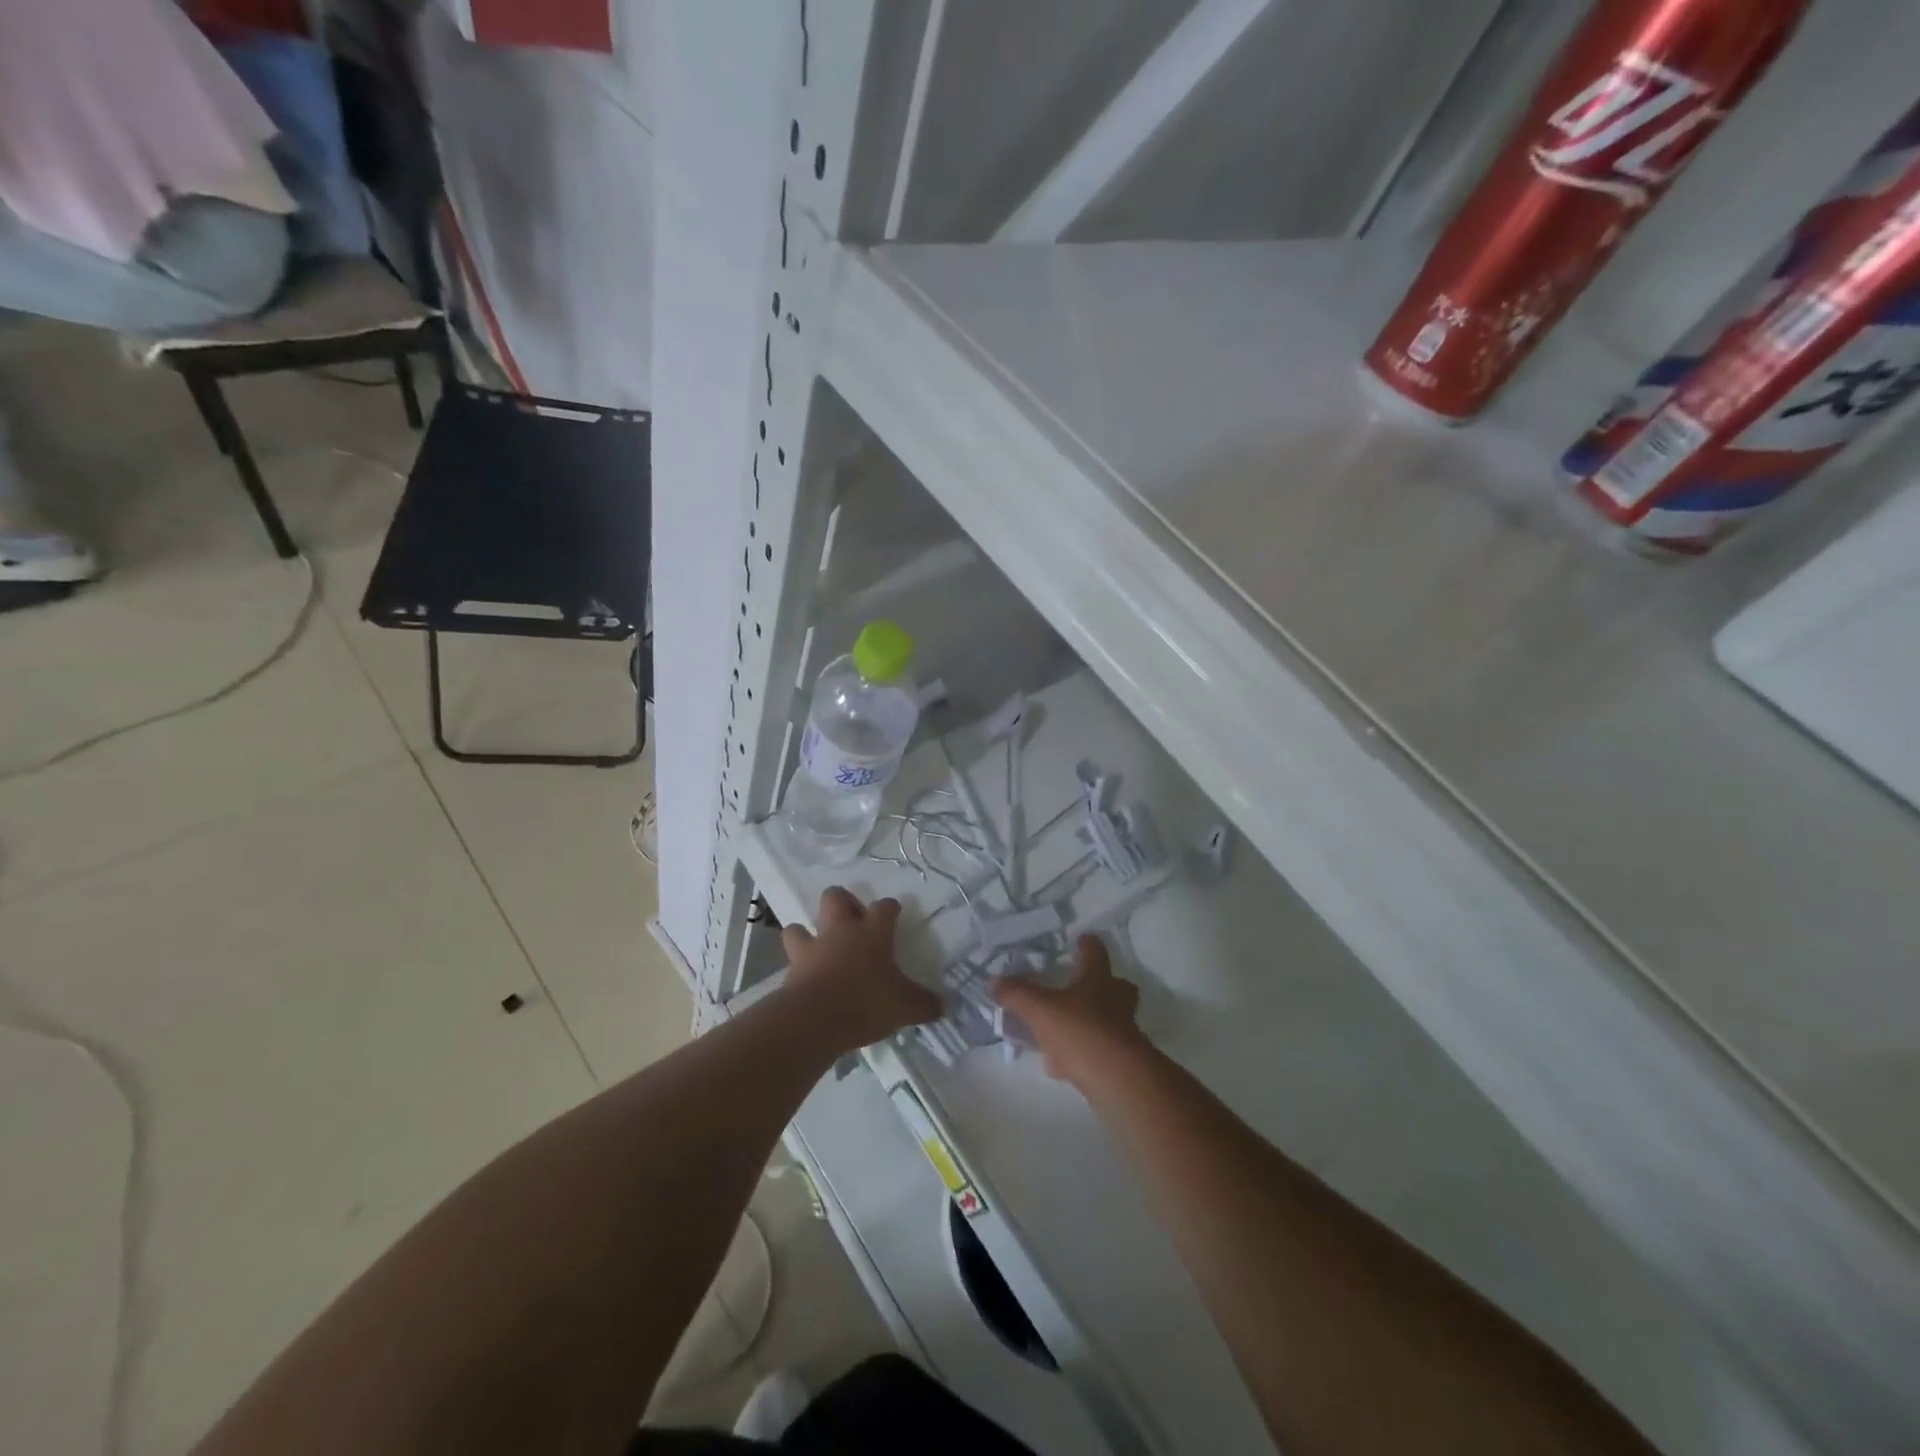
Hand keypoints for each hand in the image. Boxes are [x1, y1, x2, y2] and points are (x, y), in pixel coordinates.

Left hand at [780, 887, 942, 1054]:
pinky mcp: (792, 970)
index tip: (894, 912)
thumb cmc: (867, 1003)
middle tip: (853, 920)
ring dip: (808, 933)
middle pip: (835, 897)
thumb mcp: (905, 1007)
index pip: (884, 907)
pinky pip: (791, 958)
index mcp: (873, 932)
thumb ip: (926, 1004)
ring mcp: (813, 948)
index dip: (890, 908)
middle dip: (842, 903)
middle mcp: (841, 931)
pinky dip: (798, 964)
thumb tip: (947, 1005)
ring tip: (820, 947)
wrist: (815, 1020)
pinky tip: (807, 977)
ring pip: (800, 925)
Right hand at [994, 934, 1150, 1088]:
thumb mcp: (1040, 1010)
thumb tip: (994, 981)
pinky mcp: (1122, 1061)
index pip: (1095, 952)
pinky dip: (1081, 1053)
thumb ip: (1017, 994)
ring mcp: (1122, 1031)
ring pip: (1108, 1019)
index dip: (1087, 944)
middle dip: (1102, 984)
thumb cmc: (1081, 1031)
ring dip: (1089, 1020)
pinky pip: (1098, 1049)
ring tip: (1061, 1028)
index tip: (1081, 939)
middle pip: (1116, 985)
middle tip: (1080, 986)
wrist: (1118, 1079)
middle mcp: (1116, 1001)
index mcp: (1098, 980)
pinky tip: (1060, 1065)